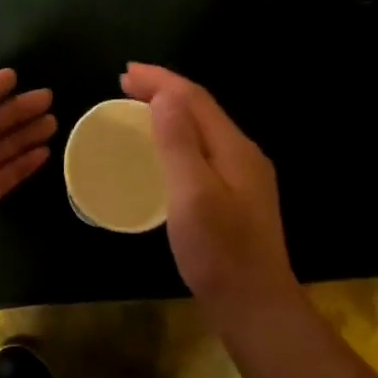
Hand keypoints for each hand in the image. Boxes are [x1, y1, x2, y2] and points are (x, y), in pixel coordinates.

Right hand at [120, 63, 297, 316]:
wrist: (253, 304)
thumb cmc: (219, 252)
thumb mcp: (192, 194)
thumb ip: (179, 143)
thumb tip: (165, 96)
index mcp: (234, 149)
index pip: (194, 99)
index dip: (160, 81)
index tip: (124, 73)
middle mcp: (242, 156)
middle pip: (201, 111)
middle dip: (164, 91)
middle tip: (125, 85)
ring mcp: (242, 179)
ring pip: (202, 132)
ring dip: (170, 114)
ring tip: (139, 110)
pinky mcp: (235, 200)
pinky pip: (202, 153)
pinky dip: (177, 141)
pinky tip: (163, 155)